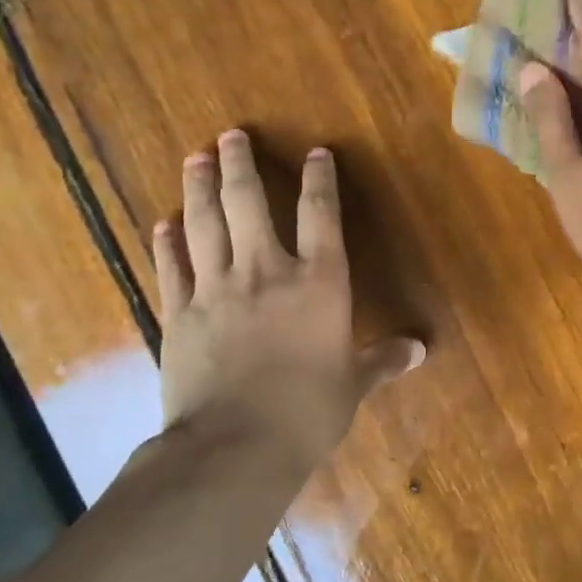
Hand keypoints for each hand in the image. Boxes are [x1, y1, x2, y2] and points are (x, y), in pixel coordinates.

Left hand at [150, 129, 423, 465]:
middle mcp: (266, 271)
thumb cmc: (307, 412)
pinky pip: (171, 268)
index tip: (316, 153)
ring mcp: (216, 289)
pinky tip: (163, 224)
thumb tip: (419, 350)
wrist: (235, 446)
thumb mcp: (352, 386)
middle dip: (240, 164)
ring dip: (200, 187)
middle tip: (230, 135)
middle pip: (249, 203)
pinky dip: (166, 242)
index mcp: (318, 283)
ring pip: (204, 224)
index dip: (319, 180)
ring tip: (196, 157)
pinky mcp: (179, 314)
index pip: (321, 215)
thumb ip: (381, 361)